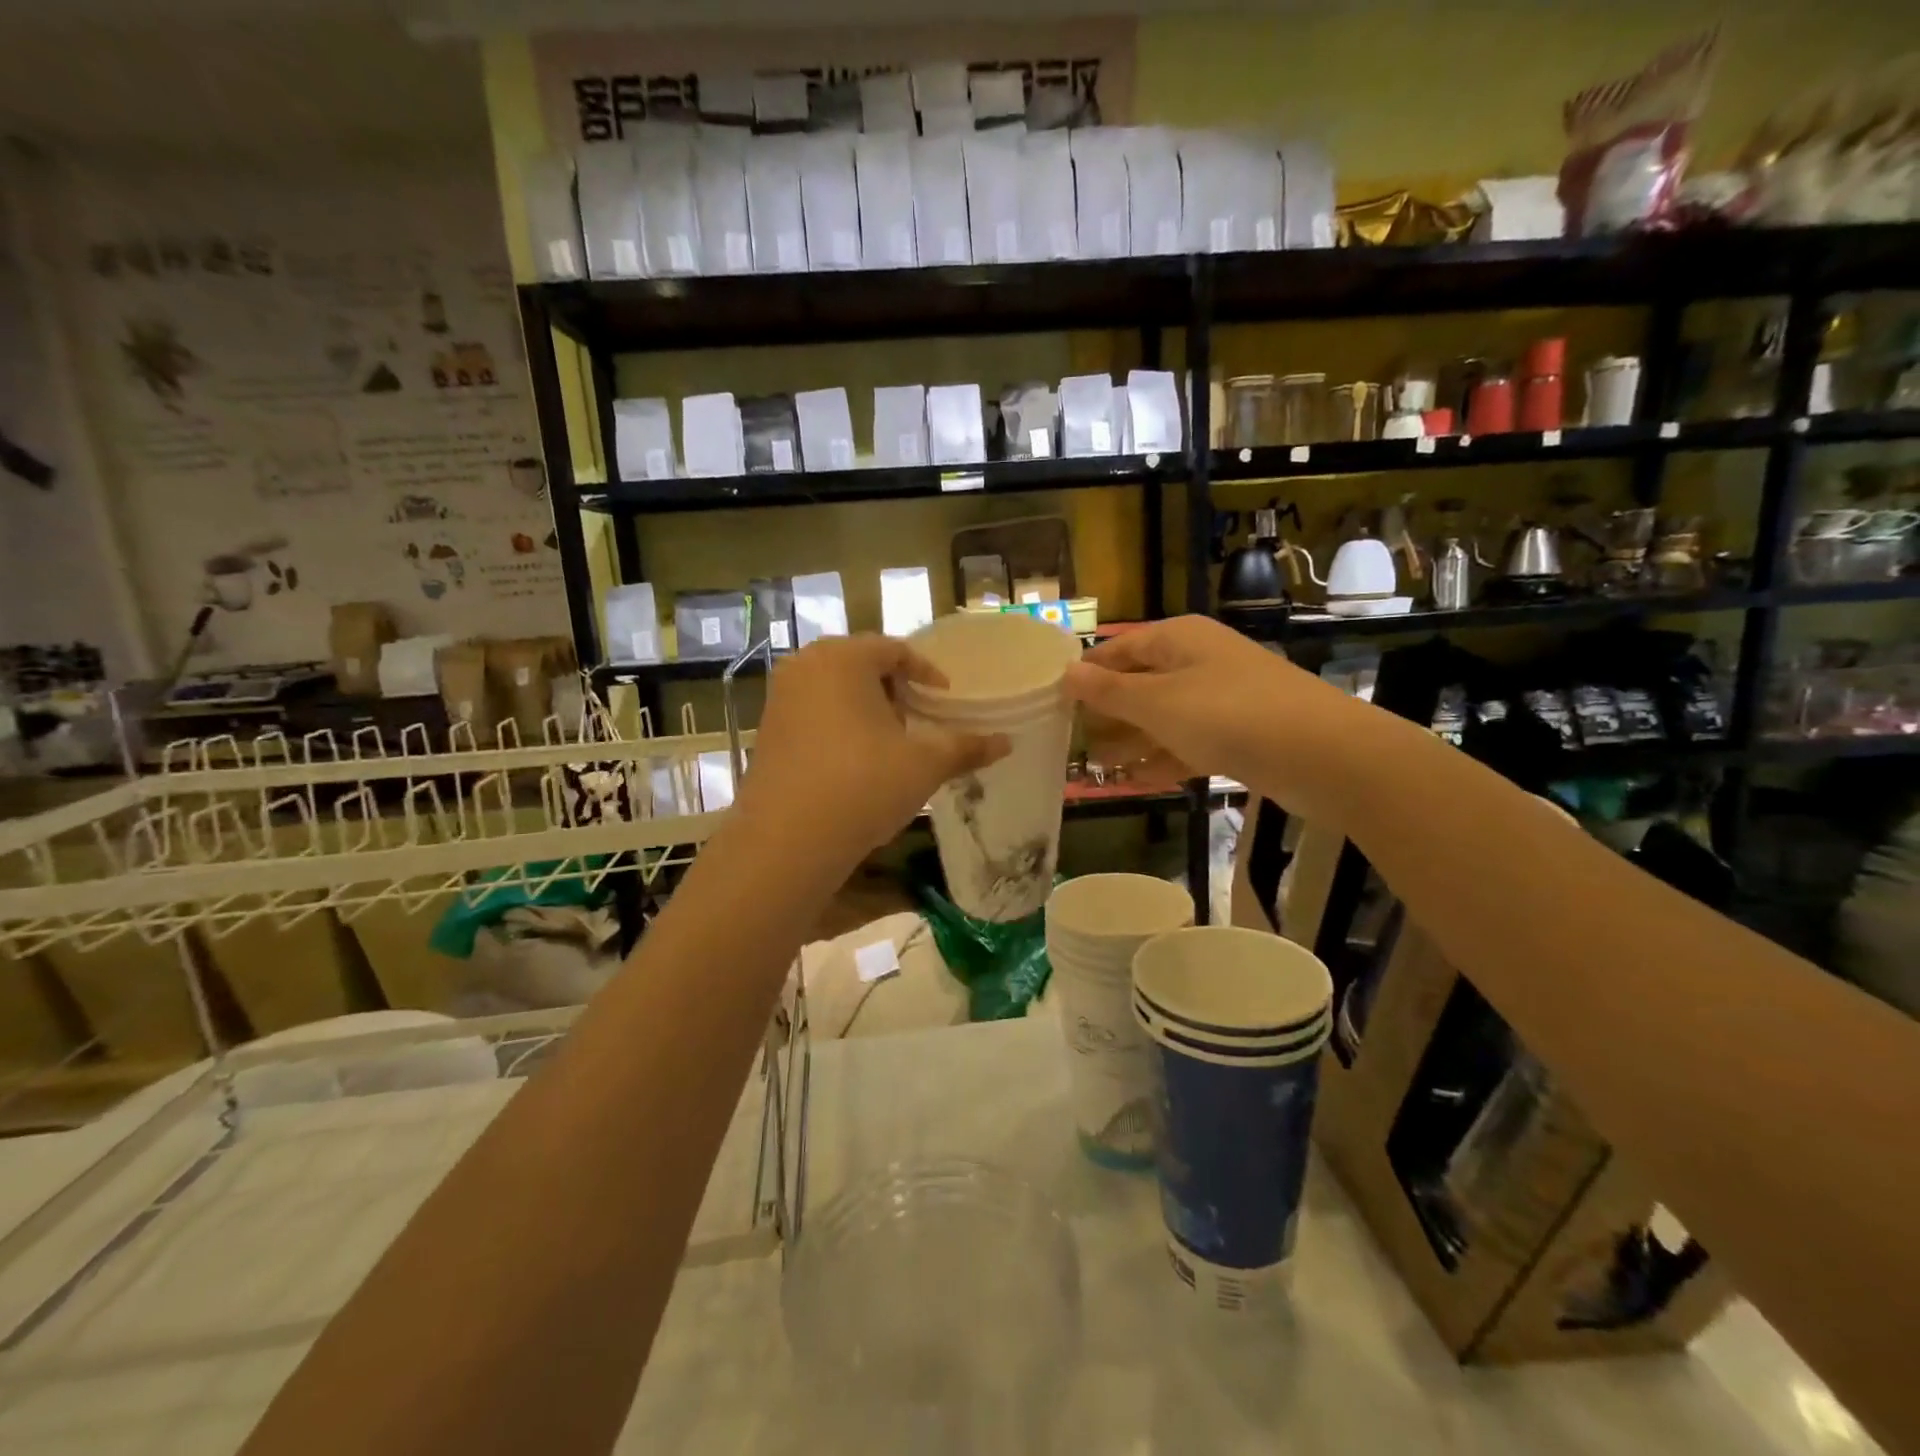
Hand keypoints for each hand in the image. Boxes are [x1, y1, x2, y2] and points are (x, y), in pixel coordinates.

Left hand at [737, 635, 1008, 867]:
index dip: (927, 673)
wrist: (787, 841)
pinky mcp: (767, 731)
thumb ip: (966, 746)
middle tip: (920, 719)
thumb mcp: (924, 765)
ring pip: (835, 690)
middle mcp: (805, 666)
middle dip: (895, 689)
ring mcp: (779, 698)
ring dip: (866, 708)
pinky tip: (856, 763)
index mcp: (843, 657)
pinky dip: (839, 726)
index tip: (946, 700)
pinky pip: (813, 714)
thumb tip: (1006, 742)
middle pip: (862, 665)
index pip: (895, 649)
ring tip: (891, 743)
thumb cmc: (863, 785)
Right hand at [1063, 616, 1358, 811]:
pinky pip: (1187, 744)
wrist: (1322, 755)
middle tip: (1070, 742)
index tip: (1054, 700)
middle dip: (1107, 713)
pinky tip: (1133, 782)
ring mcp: (1220, 701)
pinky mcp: (1237, 736)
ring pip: (1162, 718)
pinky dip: (1161, 760)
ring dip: (1130, 742)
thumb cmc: (1228, 715)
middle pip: (1140, 684)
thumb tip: (1067, 673)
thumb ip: (1110, 691)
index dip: (1087, 673)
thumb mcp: (1157, 702)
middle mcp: (1198, 663)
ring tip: (1094, 768)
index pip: (1119, 649)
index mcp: (1178, 639)